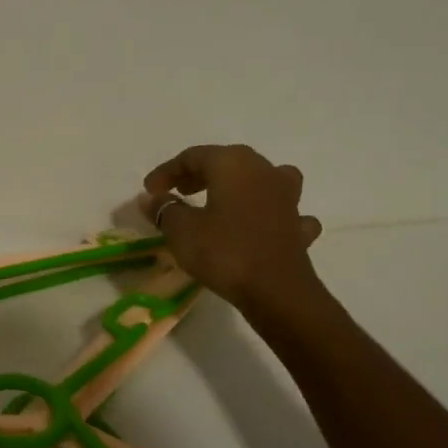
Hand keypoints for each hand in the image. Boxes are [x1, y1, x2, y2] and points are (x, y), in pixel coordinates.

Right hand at [139, 145, 325, 318]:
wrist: (277, 291)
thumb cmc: (224, 252)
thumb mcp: (181, 230)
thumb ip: (164, 209)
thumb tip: (152, 198)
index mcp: (233, 164)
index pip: (192, 156)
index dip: (166, 172)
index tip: (149, 191)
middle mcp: (264, 170)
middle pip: (226, 162)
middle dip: (198, 175)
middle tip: (177, 192)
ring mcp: (287, 197)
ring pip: (260, 179)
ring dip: (239, 187)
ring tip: (222, 200)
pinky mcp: (298, 225)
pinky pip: (281, 210)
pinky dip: (267, 214)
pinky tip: (259, 227)